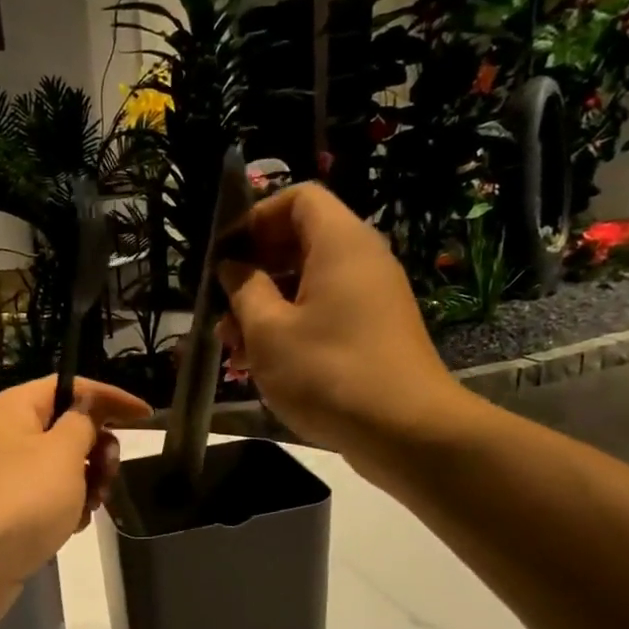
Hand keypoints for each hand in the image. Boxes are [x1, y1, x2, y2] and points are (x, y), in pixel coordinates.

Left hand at [0, 376, 150, 607]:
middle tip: (110, 471)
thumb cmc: (21, 499)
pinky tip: (73, 526)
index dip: (110, 398)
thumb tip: (86, 410)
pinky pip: (47, 498)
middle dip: (98, 448)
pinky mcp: (6, 512)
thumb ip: (83, 423)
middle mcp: (4, 436)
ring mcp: (3, 477)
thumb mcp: (62, 452)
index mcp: (12, 409)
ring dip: (87, 482)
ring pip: (61, 467)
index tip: (146, 417)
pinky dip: (67, 507)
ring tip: (93, 505)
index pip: (69, 387)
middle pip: (65, 428)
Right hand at [218, 184, 465, 459]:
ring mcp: (371, 298)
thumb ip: (244, 289)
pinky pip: (325, 312)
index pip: (298, 198)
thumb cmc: (328, 372)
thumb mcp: (269, 331)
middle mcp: (361, 260)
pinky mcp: (373, 332)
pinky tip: (262, 365)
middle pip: (300, 241)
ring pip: (308, 283)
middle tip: (222, 308)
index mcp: (340, 243)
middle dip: (255, 271)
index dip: (256, 218)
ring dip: (266, 307)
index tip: (225, 256)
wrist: (406, 431)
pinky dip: (291, 328)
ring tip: (233, 346)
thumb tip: (232, 266)